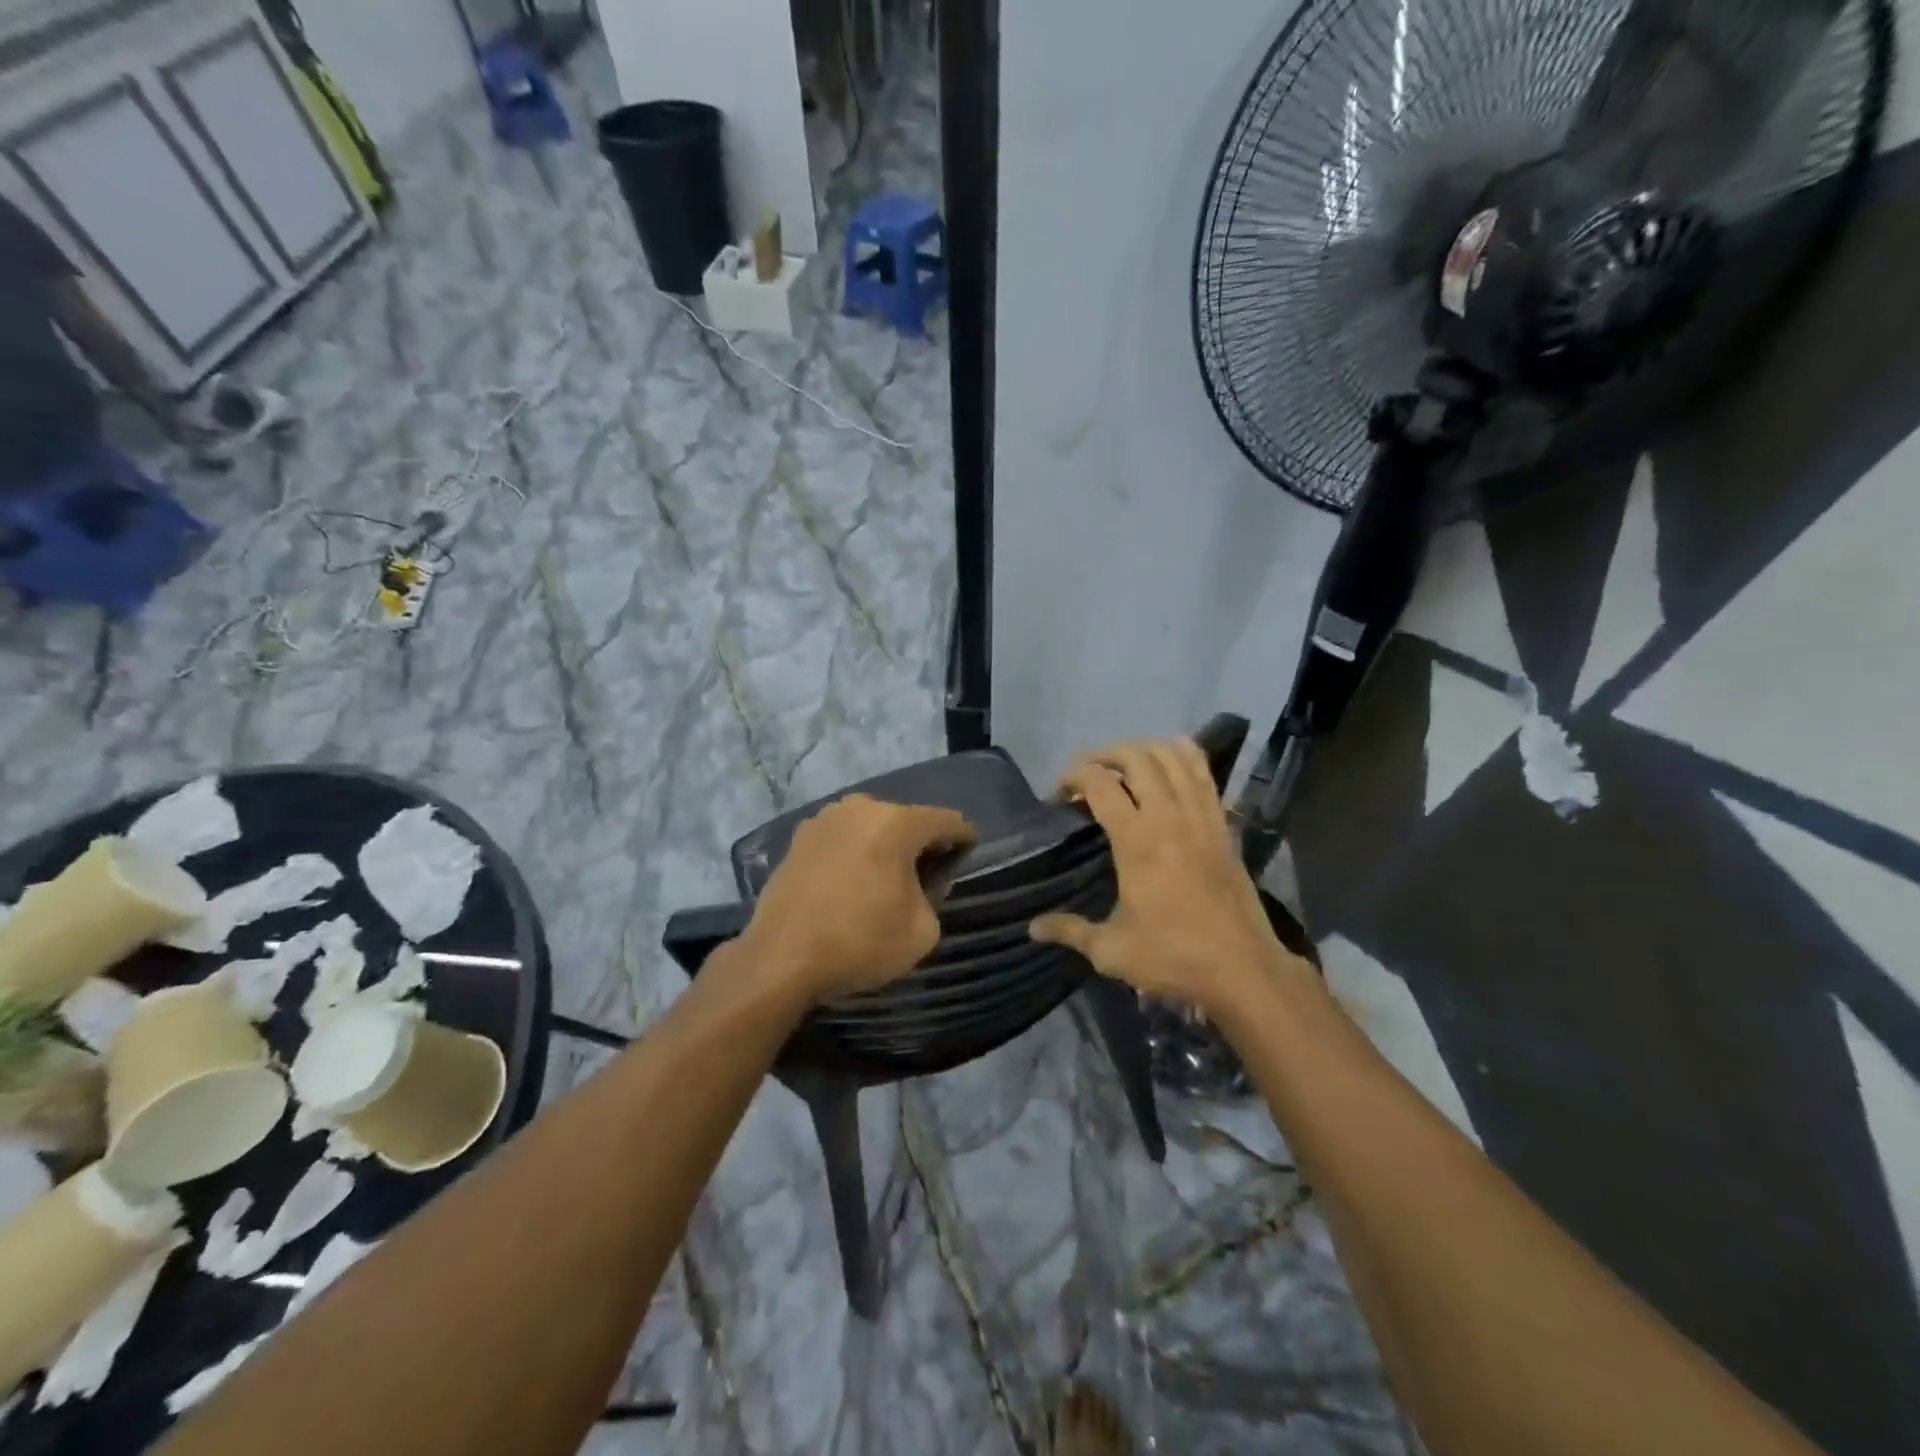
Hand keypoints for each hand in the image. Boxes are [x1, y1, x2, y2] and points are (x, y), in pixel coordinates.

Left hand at [741, 794, 974, 1002]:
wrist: (780, 959)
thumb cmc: (860, 942)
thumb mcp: (922, 930)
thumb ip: (935, 897)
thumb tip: (922, 882)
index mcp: (897, 822)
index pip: (947, 820)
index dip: (964, 839)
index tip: (967, 858)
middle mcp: (861, 808)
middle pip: (906, 819)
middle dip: (921, 844)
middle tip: (926, 876)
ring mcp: (824, 819)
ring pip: (870, 826)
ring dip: (884, 846)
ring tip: (885, 880)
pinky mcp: (798, 838)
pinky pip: (841, 838)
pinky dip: (853, 853)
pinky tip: (850, 883)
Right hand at [1030, 739, 1292, 1015]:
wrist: (1243, 969)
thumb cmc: (1173, 957)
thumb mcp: (1111, 950)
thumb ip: (1070, 931)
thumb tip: (1032, 927)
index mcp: (1137, 841)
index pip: (1099, 784)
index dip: (1073, 777)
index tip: (1059, 793)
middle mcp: (1169, 817)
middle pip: (1136, 758)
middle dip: (1105, 755)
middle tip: (1087, 772)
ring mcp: (1201, 816)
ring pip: (1174, 756)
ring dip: (1144, 748)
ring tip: (1124, 762)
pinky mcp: (1223, 824)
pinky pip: (1204, 773)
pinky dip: (1182, 756)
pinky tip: (1168, 765)